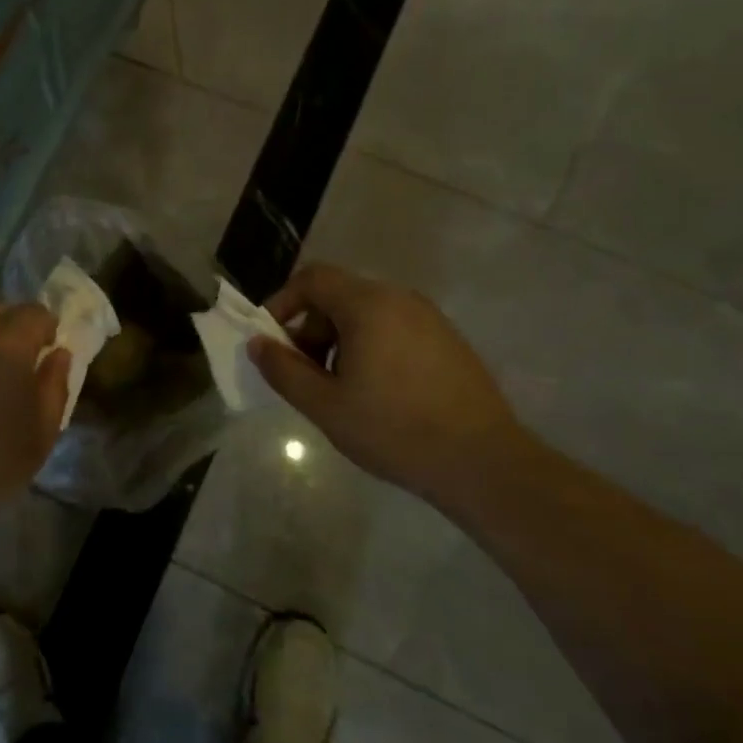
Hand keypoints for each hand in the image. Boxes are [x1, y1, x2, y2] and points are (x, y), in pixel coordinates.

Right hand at [248, 263, 516, 496]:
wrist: (484, 463)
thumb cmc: (395, 430)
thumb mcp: (325, 405)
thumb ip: (283, 370)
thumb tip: (258, 344)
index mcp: (368, 305)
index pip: (312, 279)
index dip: (282, 303)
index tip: (271, 341)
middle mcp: (400, 299)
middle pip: (338, 295)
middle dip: (310, 328)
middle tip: (305, 373)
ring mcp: (429, 318)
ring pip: (366, 313)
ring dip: (339, 340)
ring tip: (339, 388)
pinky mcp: (447, 340)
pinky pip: (394, 328)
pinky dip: (370, 346)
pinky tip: (377, 392)